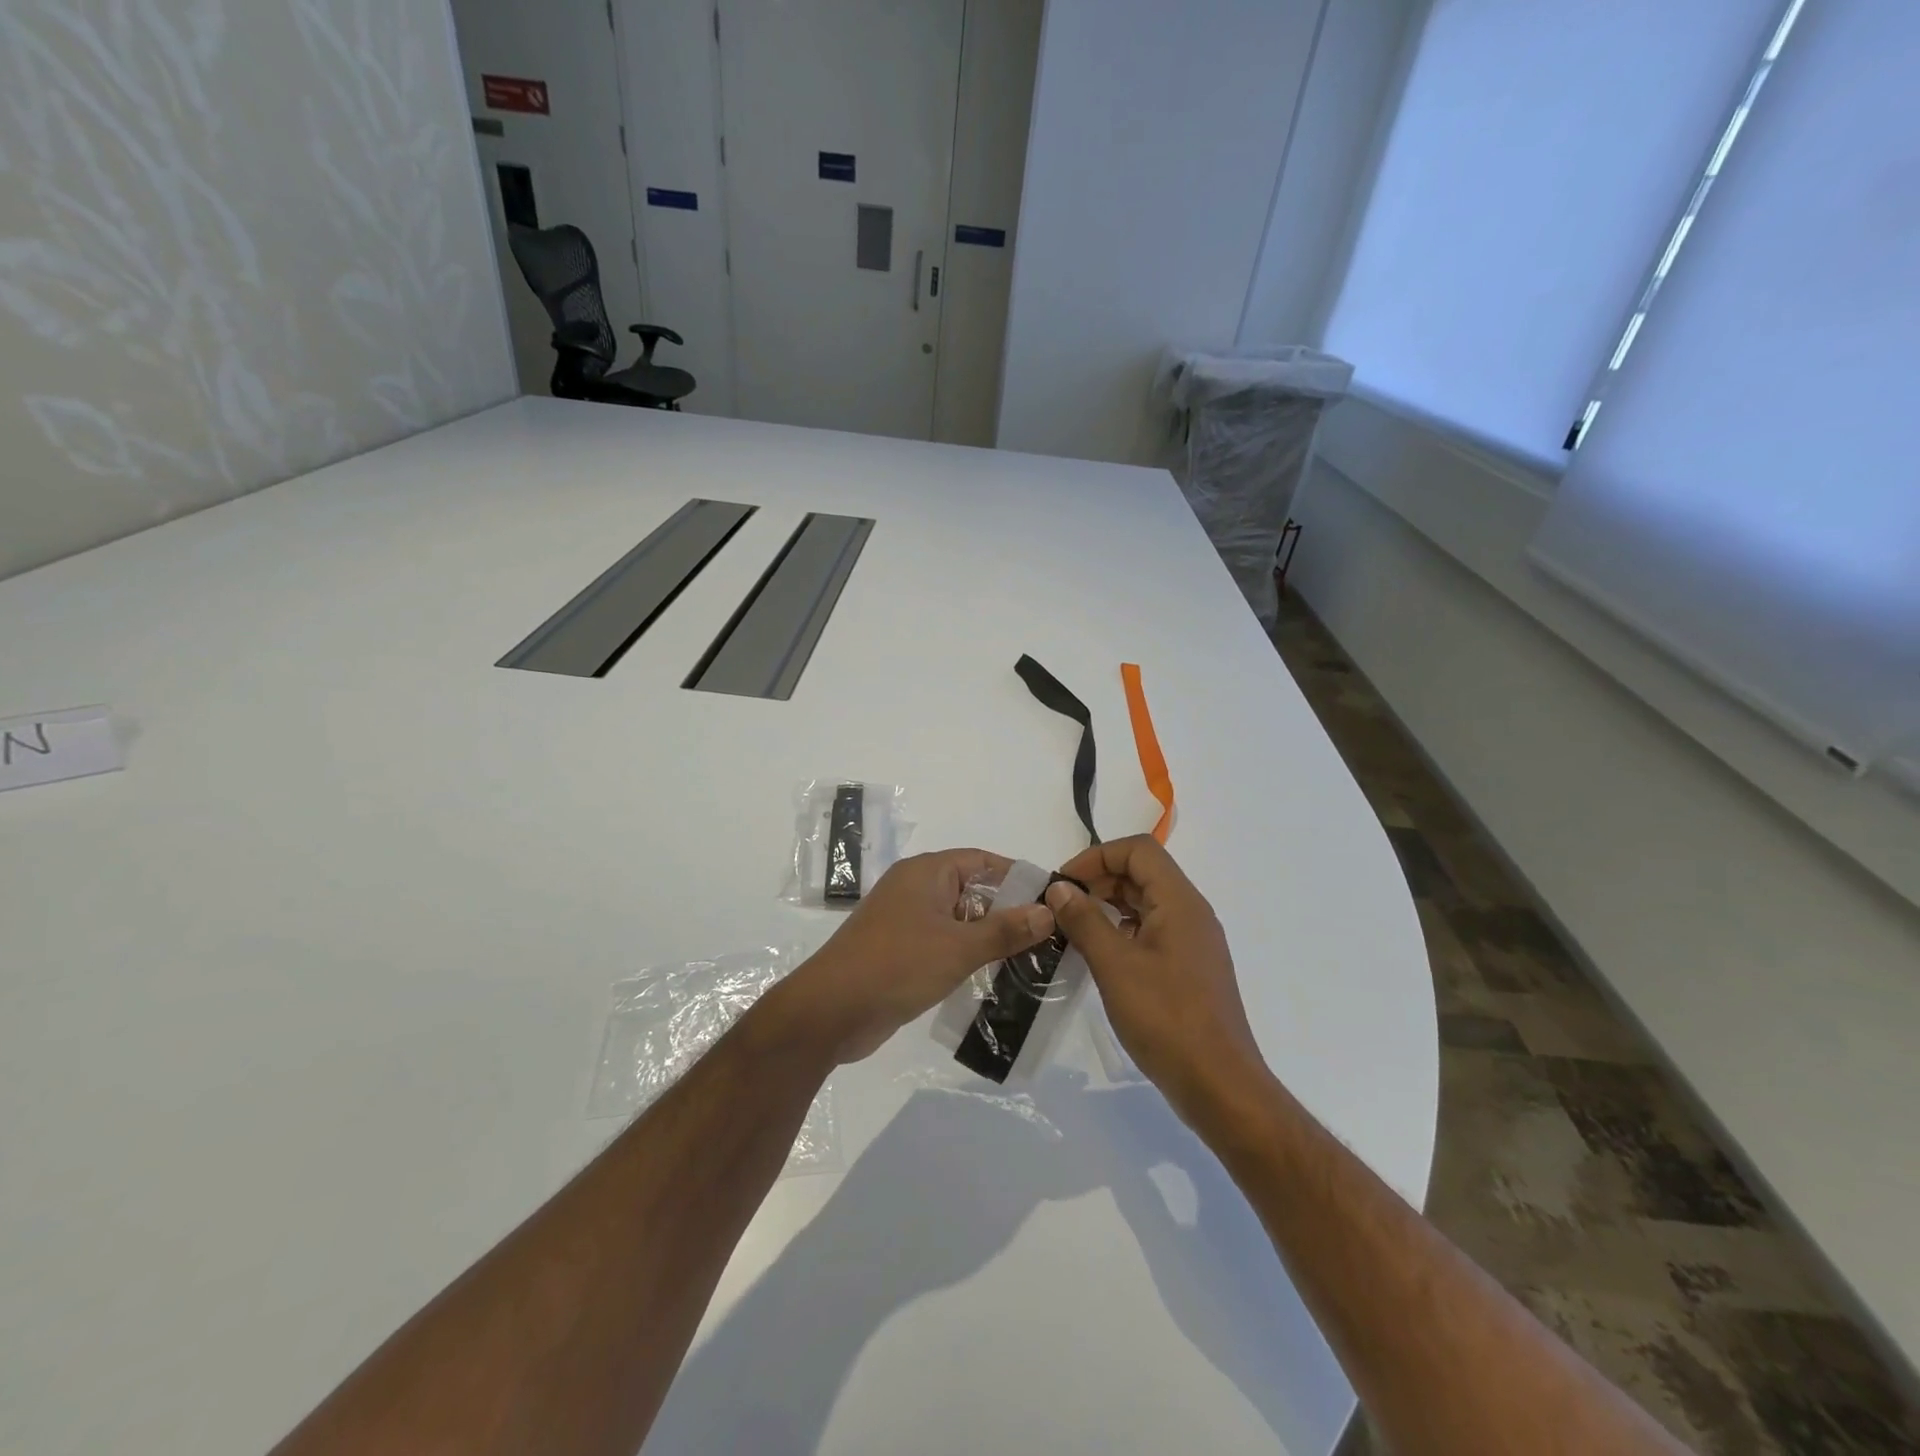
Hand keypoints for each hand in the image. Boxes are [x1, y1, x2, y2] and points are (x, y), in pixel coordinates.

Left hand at [777, 849, 1056, 1064]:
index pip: (982, 861)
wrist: (830, 1011)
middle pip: (972, 891)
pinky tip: (994, 979)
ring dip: (989, 938)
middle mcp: (915, 889)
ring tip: (1031, 960)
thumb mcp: (959, 947)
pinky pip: (943, 944)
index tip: (1051, 899)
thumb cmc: (897, 965)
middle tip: (1048, 936)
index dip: (1017, 877)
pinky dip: (967, 956)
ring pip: (959, 921)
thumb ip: (1006, 930)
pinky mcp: (900, 952)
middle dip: (1008, 912)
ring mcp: (905, 921)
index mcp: (926, 873)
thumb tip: (1048, 911)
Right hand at [1045, 837, 1268, 1128]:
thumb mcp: (1115, 966)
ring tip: (1071, 930)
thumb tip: (1060, 889)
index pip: (1138, 850)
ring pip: (1146, 904)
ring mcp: (1192, 942)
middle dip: (1098, 880)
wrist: (1220, 1086)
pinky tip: (1097, 956)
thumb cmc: (1167, 1019)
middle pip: (1142, 873)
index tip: (1063, 884)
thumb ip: (1085, 921)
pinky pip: (1151, 932)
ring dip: (1108, 907)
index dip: (1096, 857)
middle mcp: (1191, 913)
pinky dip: (1121, 932)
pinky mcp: (1188, 969)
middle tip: (1060, 908)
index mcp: (1180, 902)